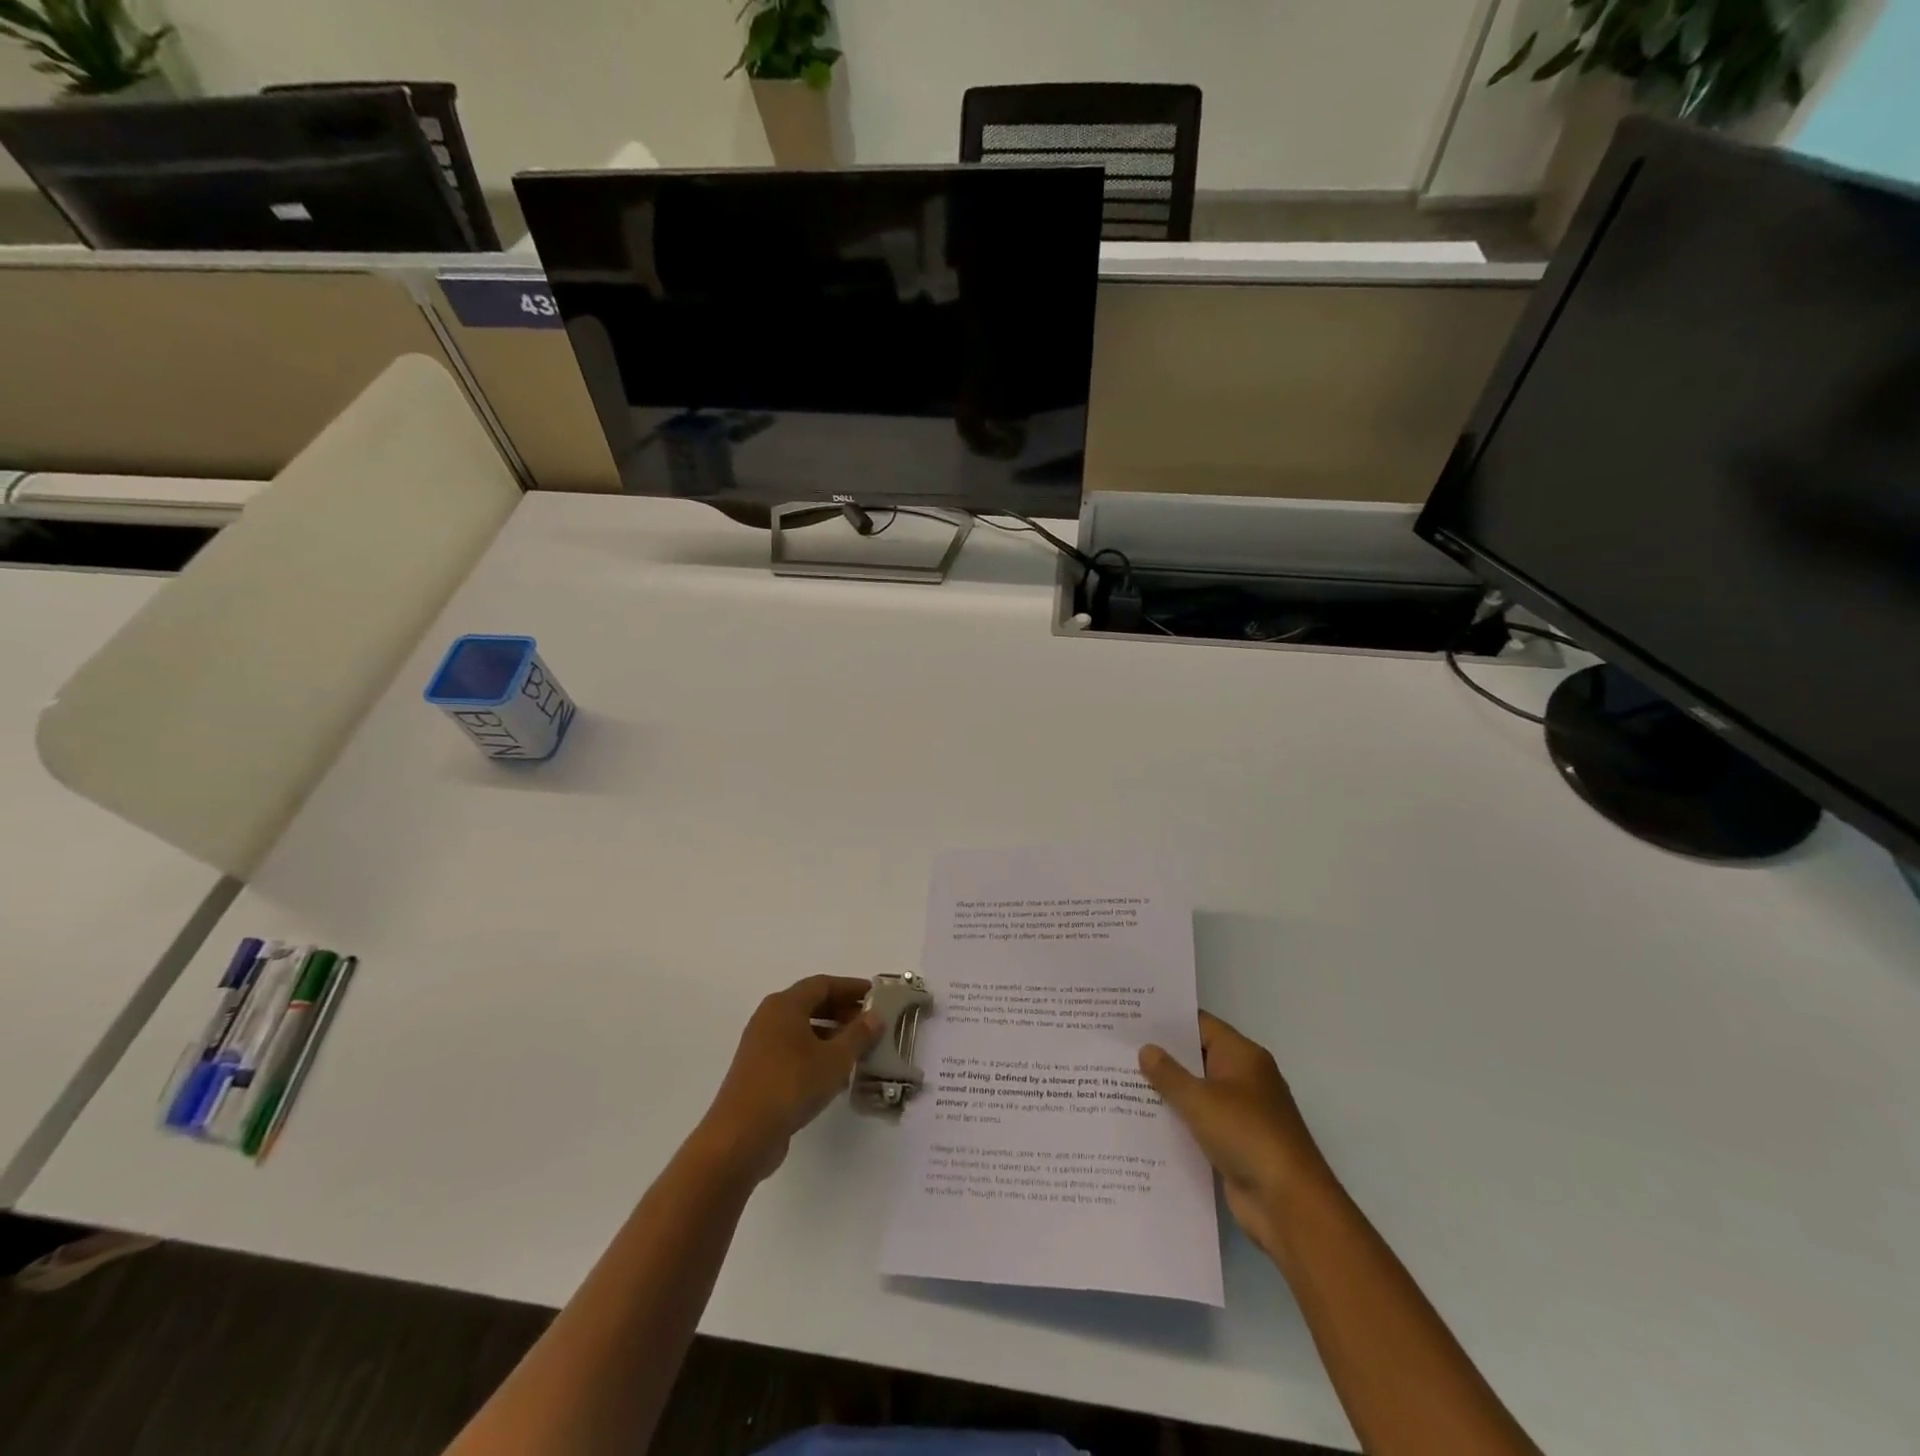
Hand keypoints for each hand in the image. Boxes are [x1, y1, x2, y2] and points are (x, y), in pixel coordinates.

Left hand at [695, 976, 882, 1182]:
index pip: (823, 984)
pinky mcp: (758, 1071)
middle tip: (870, 1021)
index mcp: (785, 1005)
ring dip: (831, 1033)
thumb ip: (858, 1035)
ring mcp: (761, 1046)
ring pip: (802, 1029)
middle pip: (811, 1004)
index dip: (851, 987)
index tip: (876, 995)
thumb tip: (876, 1016)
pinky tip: (835, 1074)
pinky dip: (816, 1053)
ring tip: (858, 1048)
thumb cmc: (791, 1085)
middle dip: (842, 1010)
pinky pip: (793, 1050)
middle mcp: (769, 1018)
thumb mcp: (834, 1059)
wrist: (741, 1136)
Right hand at [1140, 1011, 1330, 1255]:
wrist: (1288, 1205)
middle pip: (1197, 1058)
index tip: (1131, 1018)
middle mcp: (1244, 1079)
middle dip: (1161, 1056)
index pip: (1200, 1025)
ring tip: (1120, 1082)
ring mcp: (1240, 1114)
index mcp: (1243, 1057)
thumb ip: (1169, 1074)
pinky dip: (1177, 1122)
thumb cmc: (1246, 1135)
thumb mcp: (1200, 1100)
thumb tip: (1146, 1050)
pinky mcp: (1234, 1145)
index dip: (1167, 1021)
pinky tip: (1142, 1122)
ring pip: (1196, 1093)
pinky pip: (1199, 1124)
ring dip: (1166, 1092)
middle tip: (1118, 1049)